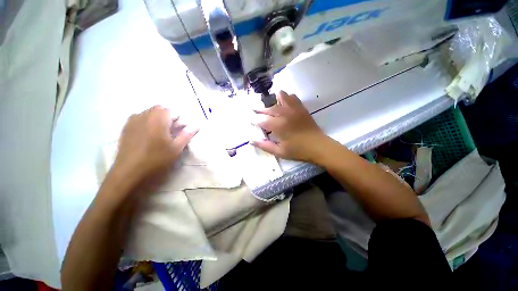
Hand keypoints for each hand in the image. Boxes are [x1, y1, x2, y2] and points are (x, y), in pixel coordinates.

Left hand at [113, 105, 197, 184]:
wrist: (129, 172)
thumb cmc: (156, 160)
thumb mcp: (176, 148)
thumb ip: (187, 135)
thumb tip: (197, 125)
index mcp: (158, 119)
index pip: (172, 111)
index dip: (179, 121)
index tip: (179, 132)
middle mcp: (144, 115)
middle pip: (160, 109)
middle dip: (168, 118)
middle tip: (171, 133)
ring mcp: (133, 120)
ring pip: (149, 113)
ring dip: (158, 119)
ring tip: (159, 135)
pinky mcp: (126, 127)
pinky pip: (139, 118)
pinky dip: (147, 122)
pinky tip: (147, 136)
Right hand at [252, 91, 329, 162]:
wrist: (318, 146)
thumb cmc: (298, 151)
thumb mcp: (279, 152)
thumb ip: (265, 146)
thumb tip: (251, 141)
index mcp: (278, 126)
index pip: (262, 120)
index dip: (254, 120)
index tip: (250, 121)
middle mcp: (284, 114)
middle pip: (269, 108)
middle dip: (260, 110)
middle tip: (254, 111)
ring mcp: (294, 109)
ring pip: (280, 97)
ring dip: (273, 100)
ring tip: (269, 105)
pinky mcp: (301, 108)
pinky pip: (292, 97)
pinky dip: (286, 97)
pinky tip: (284, 103)